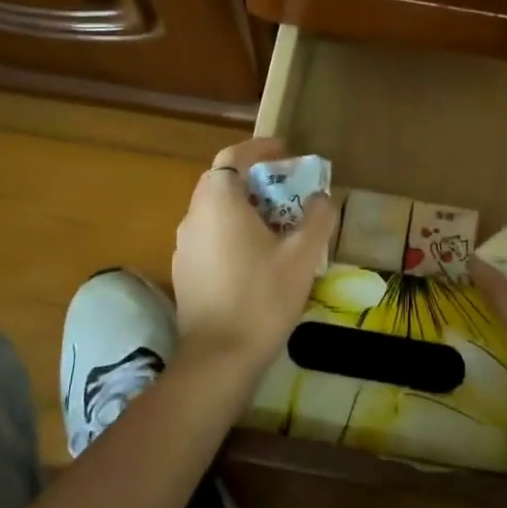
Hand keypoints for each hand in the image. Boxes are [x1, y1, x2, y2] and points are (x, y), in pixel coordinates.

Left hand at [171, 138, 336, 380]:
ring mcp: (183, 245)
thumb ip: (317, 218)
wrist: (219, 358)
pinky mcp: (184, 271)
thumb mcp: (303, 256)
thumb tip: (323, 197)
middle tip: (288, 189)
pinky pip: (209, 235)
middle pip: (223, 182)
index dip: (260, 149)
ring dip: (244, 207)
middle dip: (256, 179)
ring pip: (215, 210)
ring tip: (278, 223)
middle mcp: (194, 216)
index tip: (287, 153)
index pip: (234, 157)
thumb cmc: (262, 298)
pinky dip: (232, 231)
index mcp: (218, 202)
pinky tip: (256, 256)